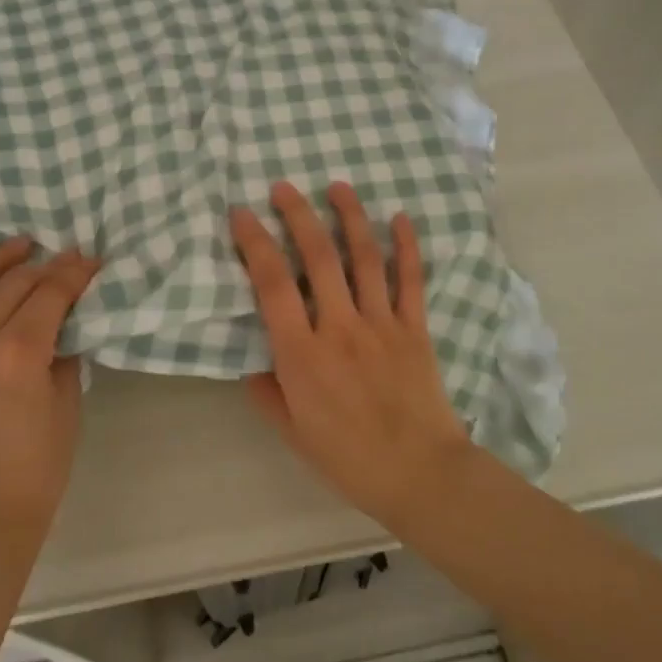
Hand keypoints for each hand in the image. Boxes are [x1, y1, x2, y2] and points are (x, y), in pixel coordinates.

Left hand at [0, 237, 99, 549]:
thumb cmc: (41, 459)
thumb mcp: (66, 396)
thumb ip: (62, 345)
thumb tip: (63, 312)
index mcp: (18, 353)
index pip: (51, 292)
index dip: (75, 272)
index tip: (92, 260)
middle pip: (13, 283)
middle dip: (46, 266)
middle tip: (67, 260)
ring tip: (19, 246)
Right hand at [230, 181, 472, 530]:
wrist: (421, 474)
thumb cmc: (349, 458)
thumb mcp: (293, 432)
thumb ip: (268, 393)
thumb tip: (252, 364)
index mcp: (302, 354)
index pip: (272, 285)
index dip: (254, 243)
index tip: (241, 213)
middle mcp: (339, 327)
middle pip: (317, 257)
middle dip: (298, 215)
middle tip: (284, 187)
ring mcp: (381, 323)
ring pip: (364, 258)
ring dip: (350, 217)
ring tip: (338, 186)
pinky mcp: (414, 328)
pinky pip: (411, 280)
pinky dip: (407, 246)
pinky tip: (401, 218)